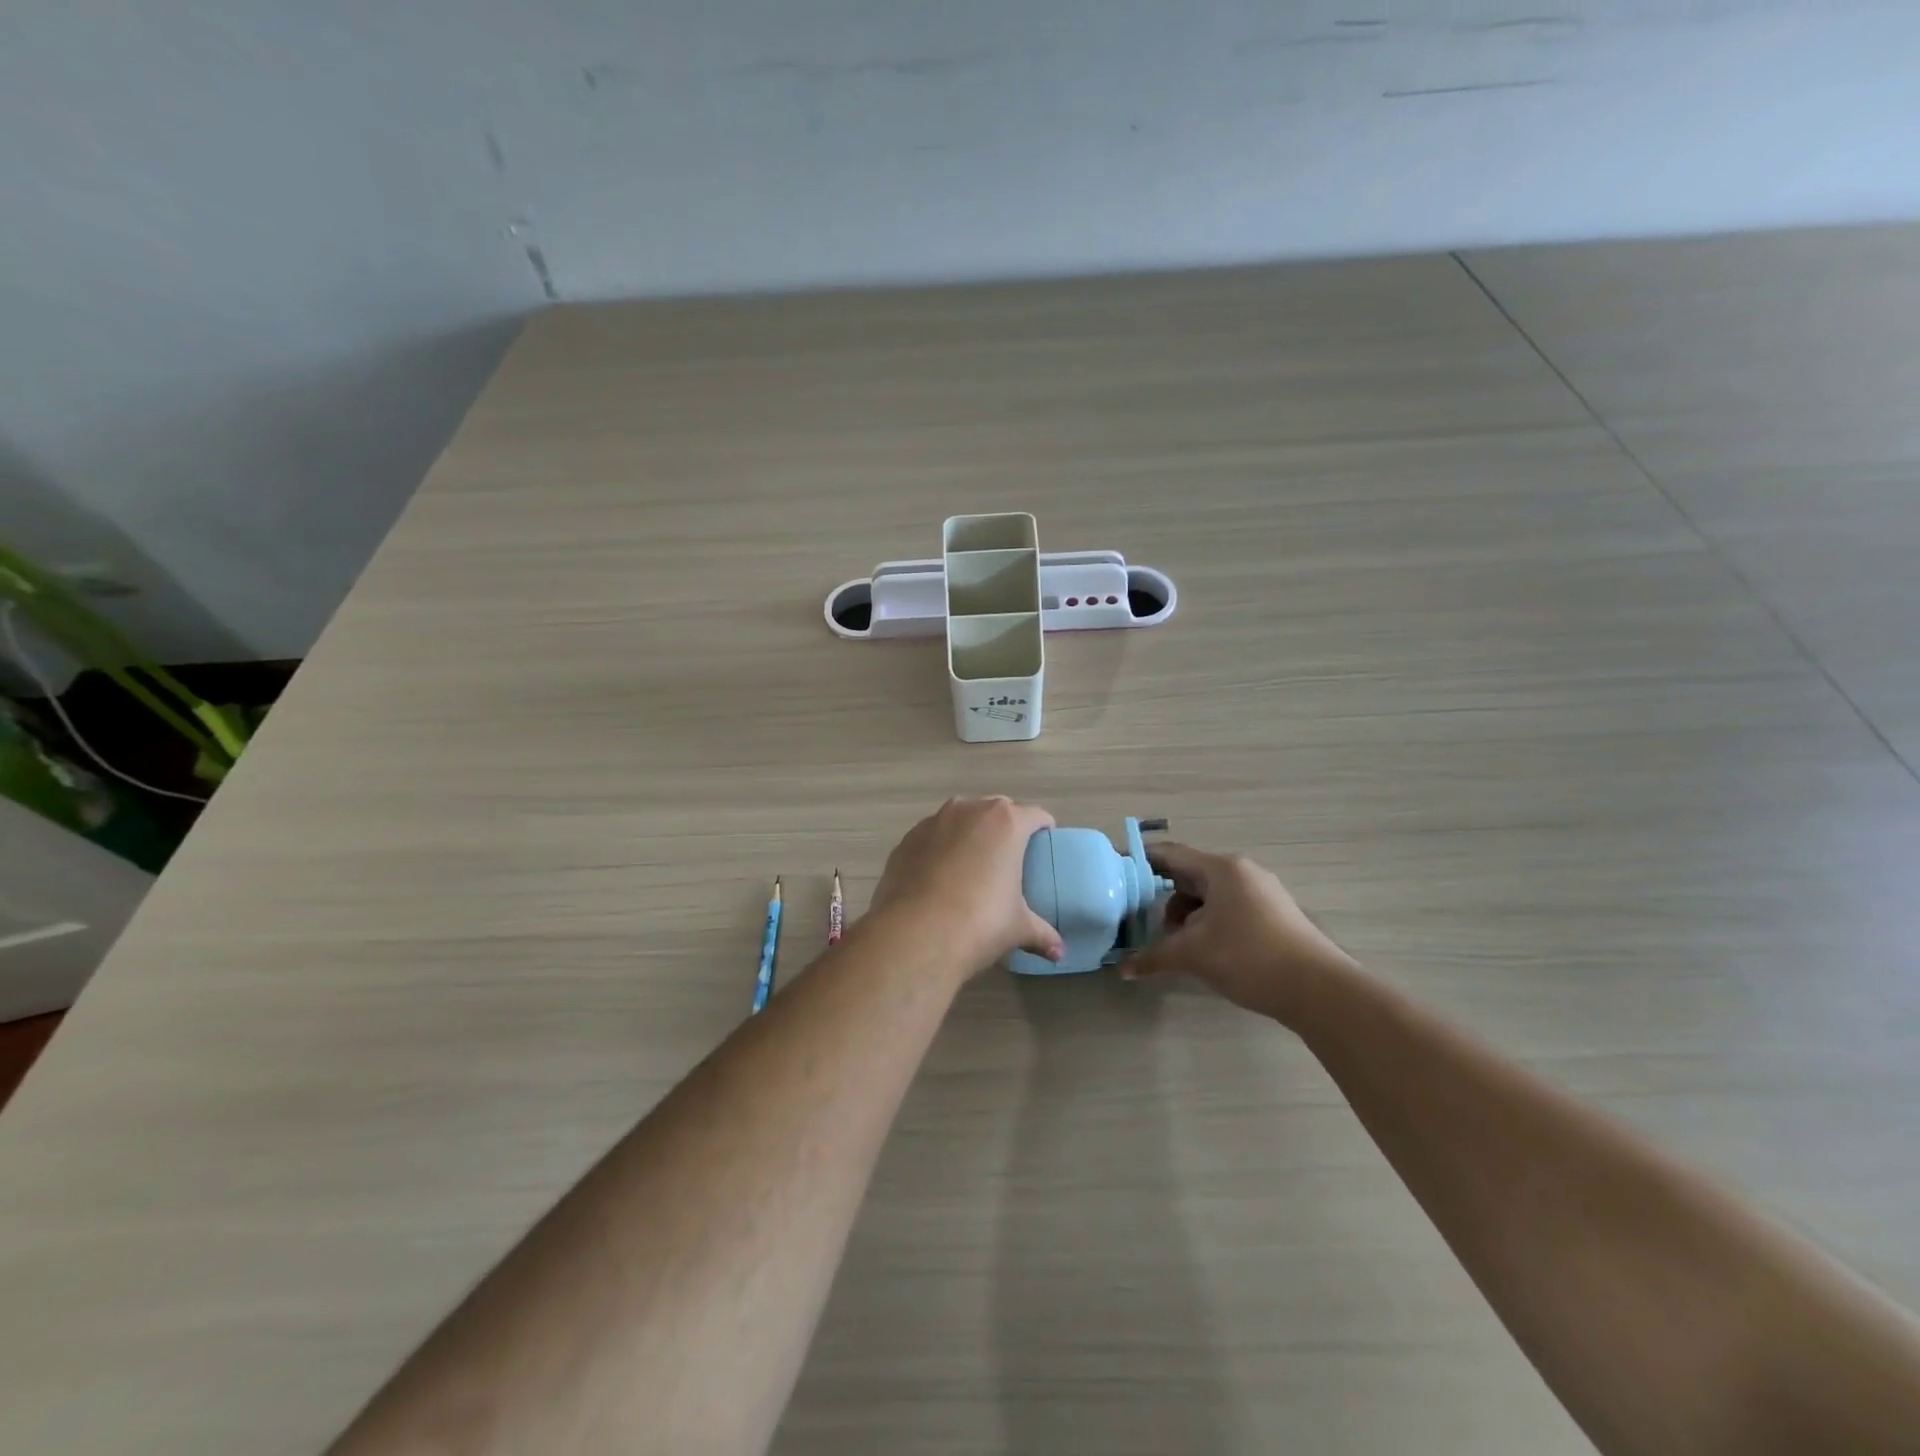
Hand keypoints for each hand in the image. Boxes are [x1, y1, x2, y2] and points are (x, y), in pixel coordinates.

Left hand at [869, 797, 1064, 977]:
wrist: (915, 934)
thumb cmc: (979, 922)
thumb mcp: (1018, 928)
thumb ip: (1042, 933)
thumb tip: (1058, 952)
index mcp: (1006, 823)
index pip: (1035, 815)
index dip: (1043, 829)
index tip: (1044, 845)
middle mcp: (969, 810)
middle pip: (996, 810)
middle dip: (1005, 827)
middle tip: (1009, 857)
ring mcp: (933, 821)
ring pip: (960, 818)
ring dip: (969, 833)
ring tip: (971, 864)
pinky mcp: (906, 839)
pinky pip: (932, 836)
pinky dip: (940, 848)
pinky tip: (939, 876)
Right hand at [1123, 842, 1355, 1024]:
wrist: (1319, 990)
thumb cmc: (1248, 957)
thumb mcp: (1193, 955)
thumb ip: (1154, 957)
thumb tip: (1122, 969)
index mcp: (1221, 869)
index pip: (1170, 854)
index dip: (1140, 862)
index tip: (1116, 873)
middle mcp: (1242, 872)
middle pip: (1189, 876)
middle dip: (1165, 901)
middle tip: (1148, 926)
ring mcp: (1262, 893)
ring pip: (1210, 896)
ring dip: (1189, 917)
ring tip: (1181, 947)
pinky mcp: (1274, 915)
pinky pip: (1229, 909)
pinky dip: (1210, 924)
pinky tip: (1207, 952)